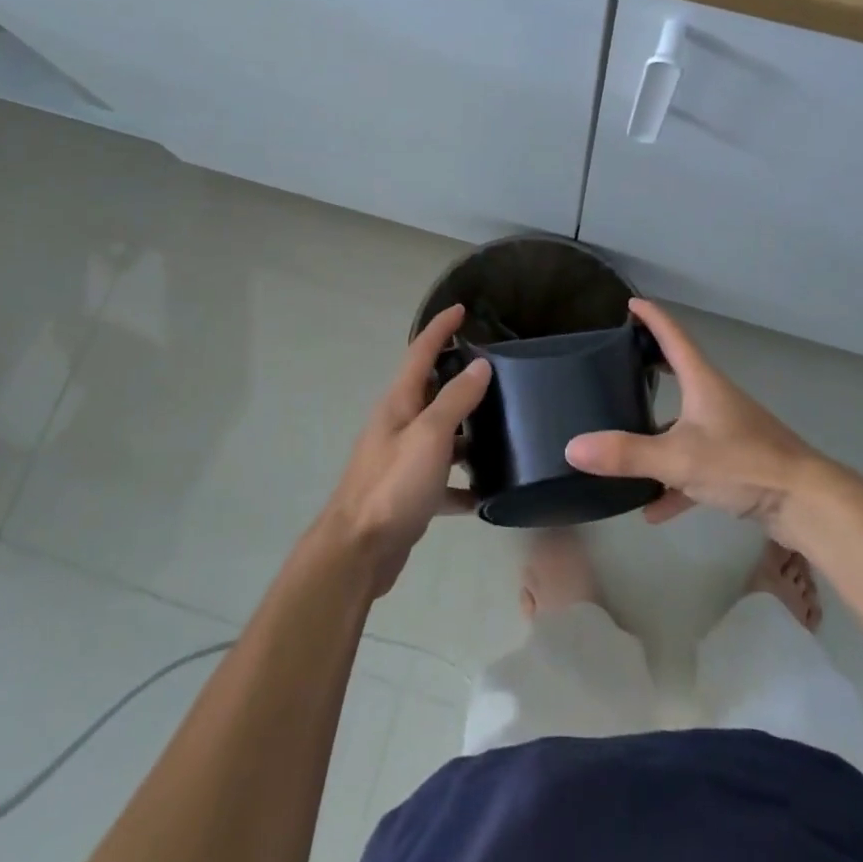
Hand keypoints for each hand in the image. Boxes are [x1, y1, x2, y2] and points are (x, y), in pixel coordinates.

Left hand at [319, 304, 491, 596]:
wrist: (358, 551)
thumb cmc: (393, 485)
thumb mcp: (429, 436)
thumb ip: (455, 400)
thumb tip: (479, 365)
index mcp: (399, 403)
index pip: (420, 351)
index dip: (440, 328)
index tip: (462, 309)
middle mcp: (399, 424)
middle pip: (431, 390)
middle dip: (459, 376)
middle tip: (498, 371)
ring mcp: (403, 459)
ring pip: (441, 435)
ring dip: (466, 430)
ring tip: (504, 427)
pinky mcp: (410, 493)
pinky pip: (443, 479)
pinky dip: (462, 482)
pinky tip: (487, 493)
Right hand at [566, 299, 834, 542]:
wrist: (806, 503)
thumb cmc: (743, 463)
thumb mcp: (678, 459)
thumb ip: (626, 455)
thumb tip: (572, 447)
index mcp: (703, 383)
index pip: (674, 337)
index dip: (652, 318)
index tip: (631, 303)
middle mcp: (715, 400)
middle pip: (678, 374)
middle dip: (649, 369)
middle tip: (620, 364)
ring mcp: (728, 432)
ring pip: (683, 425)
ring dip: (656, 435)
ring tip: (624, 445)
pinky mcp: (736, 464)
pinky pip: (695, 466)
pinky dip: (674, 483)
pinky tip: (653, 511)